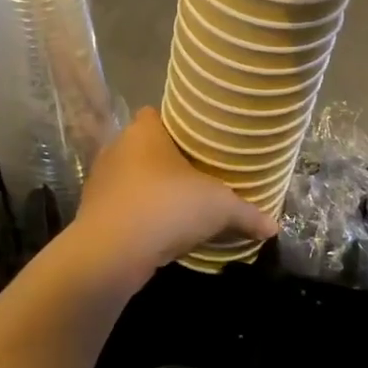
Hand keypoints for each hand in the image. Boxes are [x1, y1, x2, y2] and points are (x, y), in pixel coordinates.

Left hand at [61, 108, 274, 292]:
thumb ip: (247, 214)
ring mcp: (101, 182)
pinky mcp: (93, 214)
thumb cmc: (167, 207)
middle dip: (169, 161)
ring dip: (153, 191)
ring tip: (181, 204)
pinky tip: (160, 231)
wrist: (111, 253)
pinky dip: (140, 217)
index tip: (201, 139)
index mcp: (143, 131)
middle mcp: (116, 148)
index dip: (179, 125)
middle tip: (199, 173)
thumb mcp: (219, 207)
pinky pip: (124, 207)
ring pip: (133, 179)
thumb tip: (274, 227)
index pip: (158, 114)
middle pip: (146, 148)